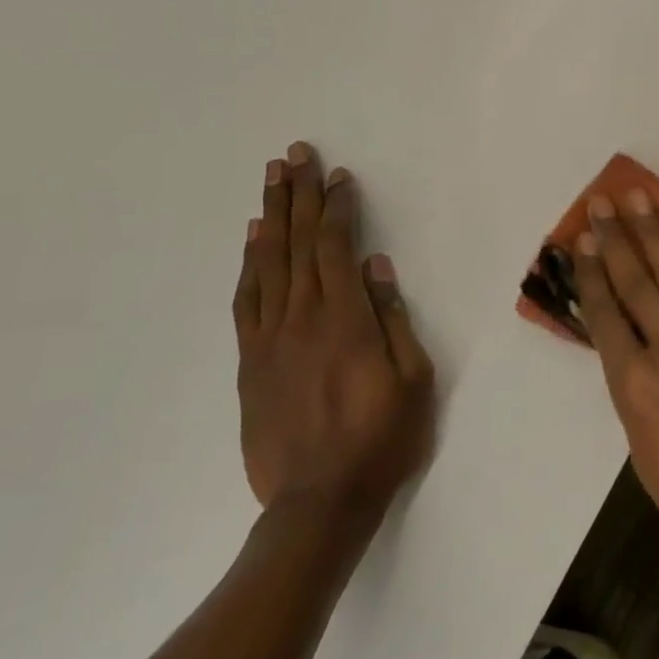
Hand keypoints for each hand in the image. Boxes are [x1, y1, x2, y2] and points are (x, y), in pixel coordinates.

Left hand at [232, 143, 435, 527]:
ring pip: (267, 263)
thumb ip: (392, 318)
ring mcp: (269, 339)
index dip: (336, 207)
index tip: (337, 175)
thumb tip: (376, 266)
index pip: (337, 247)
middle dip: (298, 195)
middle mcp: (302, 318)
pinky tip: (252, 239)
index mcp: (345, 320)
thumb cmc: (381, 440)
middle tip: (295, 155)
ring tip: (271, 179)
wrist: (318, 504)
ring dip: (270, 216)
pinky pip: (246, 300)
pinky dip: (248, 263)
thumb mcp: (412, 379)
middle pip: (298, 243)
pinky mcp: (250, 361)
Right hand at [569, 190, 658, 624]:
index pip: (605, 314)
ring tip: (638, 199)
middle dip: (616, 238)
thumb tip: (634, 356)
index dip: (590, 273)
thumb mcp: (648, 456)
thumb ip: (637, 395)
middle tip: (602, 202)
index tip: (580, 240)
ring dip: (655, 232)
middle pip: (637, 281)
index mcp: (636, 386)